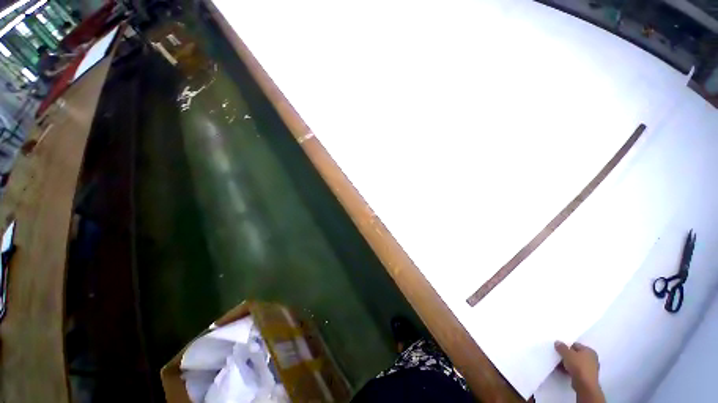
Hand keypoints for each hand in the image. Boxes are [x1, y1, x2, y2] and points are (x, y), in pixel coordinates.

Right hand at [555, 341, 604, 402]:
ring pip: (575, 363)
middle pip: (575, 354)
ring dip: (566, 363)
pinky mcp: (586, 376)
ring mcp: (590, 368)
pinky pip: (576, 370)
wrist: (585, 385)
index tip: (558, 348)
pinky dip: (569, 369)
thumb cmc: (578, 366)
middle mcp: (592, 358)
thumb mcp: (567, 353)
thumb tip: (557, 342)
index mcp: (589, 351)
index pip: (575, 345)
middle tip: (557, 355)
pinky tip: (561, 370)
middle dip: (566, 355)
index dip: (566, 346)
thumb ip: (561, 347)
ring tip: (557, 363)